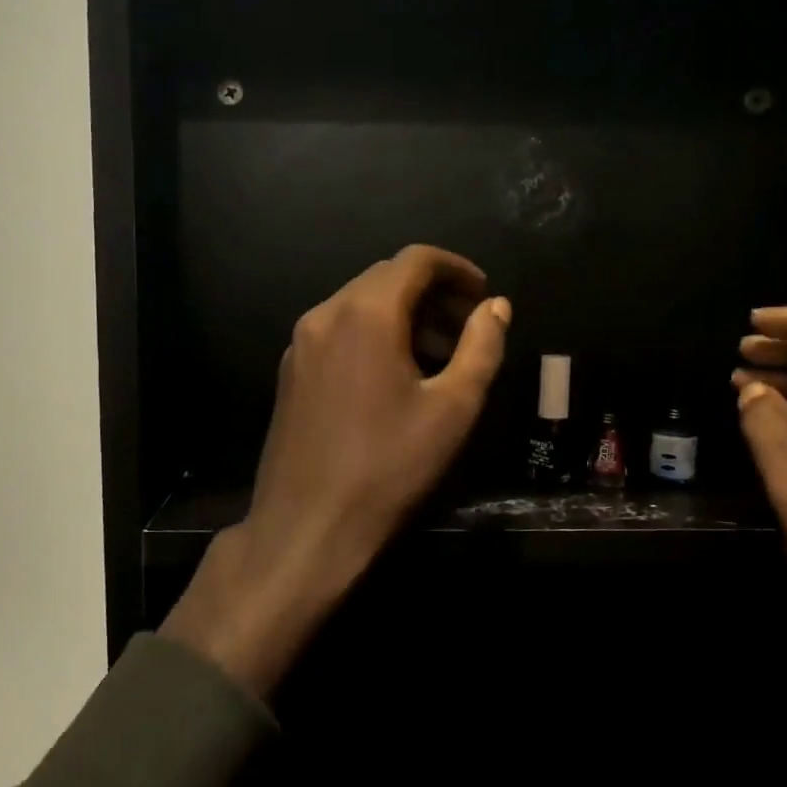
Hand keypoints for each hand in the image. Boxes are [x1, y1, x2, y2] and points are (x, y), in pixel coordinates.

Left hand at [163, 246, 510, 696]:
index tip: (484, 296)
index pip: (415, 260)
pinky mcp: (290, 372)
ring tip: (438, 357)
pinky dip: (372, 336)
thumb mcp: (453, 408)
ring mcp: (300, 343)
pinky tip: (393, 377)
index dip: (457, 269)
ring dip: (402, 316)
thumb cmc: (389, 467)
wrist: (307, 526)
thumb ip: (481, 347)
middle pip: (385, 278)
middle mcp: (325, 314)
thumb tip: (496, 307)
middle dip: (432, 294)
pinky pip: (338, 332)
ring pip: (359, 305)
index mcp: (365, 312)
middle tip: (467, 330)